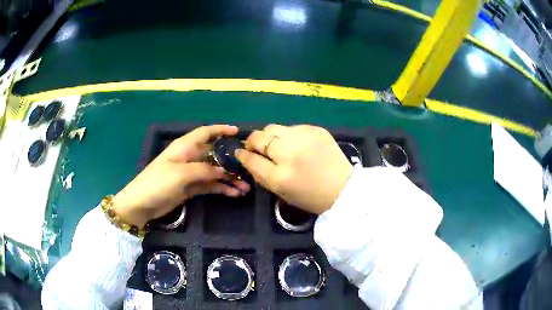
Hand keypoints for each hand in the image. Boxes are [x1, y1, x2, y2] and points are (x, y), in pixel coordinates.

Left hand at [112, 125, 250, 227]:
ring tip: (246, 187)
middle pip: (214, 154)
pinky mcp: (191, 188)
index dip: (221, 130)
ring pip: (214, 172)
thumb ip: (203, 170)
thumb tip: (223, 170)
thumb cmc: (158, 182)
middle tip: (249, 166)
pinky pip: (210, 185)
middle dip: (231, 160)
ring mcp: (191, 174)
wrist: (142, 204)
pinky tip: (234, 193)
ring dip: (229, 178)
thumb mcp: (180, 173)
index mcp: (184, 147)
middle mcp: (189, 157)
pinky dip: (222, 188)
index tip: (238, 132)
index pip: (205, 133)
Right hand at [236, 124, 352, 213]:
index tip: (241, 152)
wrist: (343, 188)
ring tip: (278, 146)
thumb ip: (259, 174)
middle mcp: (290, 153)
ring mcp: (304, 138)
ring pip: (274, 127)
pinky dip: (289, 135)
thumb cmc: (310, 196)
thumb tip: (245, 156)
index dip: (243, 154)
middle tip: (257, 148)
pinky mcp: (316, 129)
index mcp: (280, 176)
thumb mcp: (280, 192)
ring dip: (270, 137)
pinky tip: (297, 145)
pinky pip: (292, 127)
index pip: (251, 158)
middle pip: (259, 136)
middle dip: (254, 141)